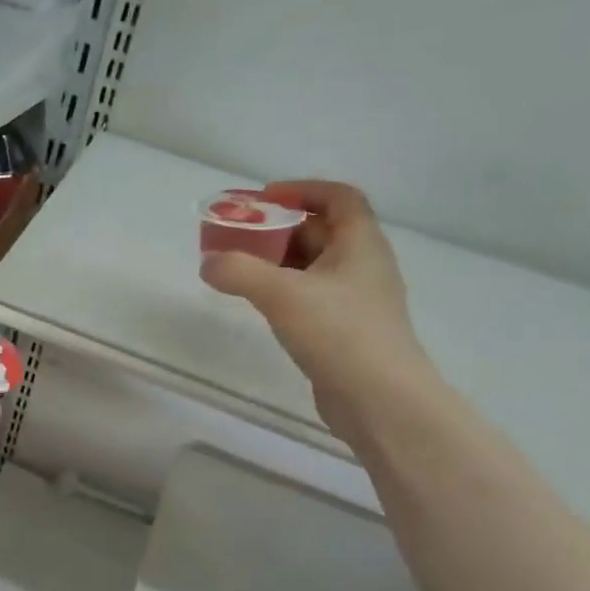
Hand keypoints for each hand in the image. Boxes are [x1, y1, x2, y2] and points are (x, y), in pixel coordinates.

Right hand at [200, 181, 435, 433]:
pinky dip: (284, 291)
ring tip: (240, 268)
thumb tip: (209, 263)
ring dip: (278, 261)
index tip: (265, 198)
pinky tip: (260, 305)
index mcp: (360, 245)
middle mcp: (363, 266)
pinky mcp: (345, 331)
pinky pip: (312, 296)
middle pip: (322, 231)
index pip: (339, 198)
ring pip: (314, 267)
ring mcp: (357, 301)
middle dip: (279, 228)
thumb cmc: (339, 333)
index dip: (303, 190)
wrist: (380, 400)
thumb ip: (238, 271)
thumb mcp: (281, 294)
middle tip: (239, 235)